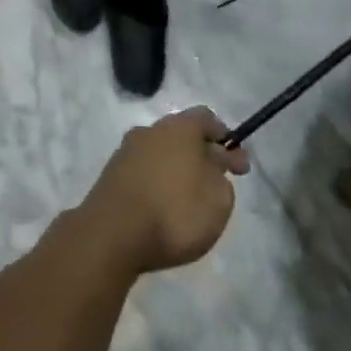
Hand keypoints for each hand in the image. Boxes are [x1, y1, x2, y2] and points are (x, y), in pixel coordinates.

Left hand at [79, 107, 249, 273]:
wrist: (113, 232)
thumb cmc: (175, 211)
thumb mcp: (218, 198)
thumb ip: (221, 174)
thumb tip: (212, 161)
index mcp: (178, 127)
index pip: (206, 118)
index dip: (225, 138)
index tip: (238, 166)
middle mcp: (150, 130)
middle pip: (182, 134)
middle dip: (201, 154)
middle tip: (216, 183)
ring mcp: (127, 150)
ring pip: (161, 152)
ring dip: (178, 168)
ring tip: (191, 200)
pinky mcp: (112, 172)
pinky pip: (144, 169)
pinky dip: (158, 181)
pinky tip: (164, 206)